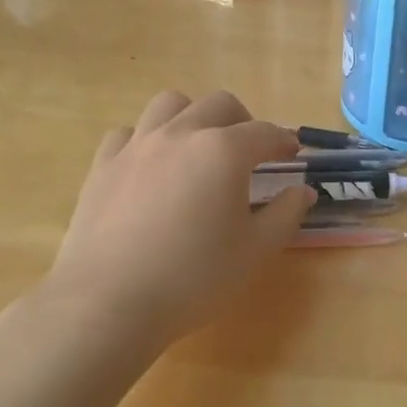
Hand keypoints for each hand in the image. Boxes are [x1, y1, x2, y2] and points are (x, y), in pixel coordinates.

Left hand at [44, 90, 315, 346]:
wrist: (109, 302)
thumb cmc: (194, 278)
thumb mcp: (255, 252)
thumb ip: (286, 214)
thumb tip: (303, 191)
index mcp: (224, 151)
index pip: (265, 133)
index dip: (283, 142)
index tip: (292, 154)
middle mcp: (181, 134)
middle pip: (219, 104)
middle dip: (243, 121)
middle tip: (251, 151)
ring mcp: (137, 145)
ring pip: (170, 104)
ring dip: (193, 116)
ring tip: (199, 146)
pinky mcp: (103, 164)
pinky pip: (129, 132)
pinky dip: (147, 139)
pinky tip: (151, 166)